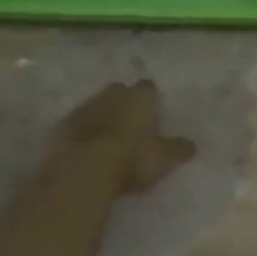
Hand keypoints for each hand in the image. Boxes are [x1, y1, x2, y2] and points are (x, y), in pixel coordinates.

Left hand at [48, 80, 196, 194]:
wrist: (83, 167)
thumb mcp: (163, 158)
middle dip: (125, 102)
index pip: (149, 88)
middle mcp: (114, 93)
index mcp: (140, 96)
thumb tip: (192, 146)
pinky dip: (83, 131)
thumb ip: (178, 149)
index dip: (151, 100)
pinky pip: (78, 123)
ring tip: (108, 138)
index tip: (153, 113)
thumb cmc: (132, 157)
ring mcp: (86, 106)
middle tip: (131, 123)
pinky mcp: (64, 123)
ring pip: (98, 105)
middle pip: (121, 92)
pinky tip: (86, 148)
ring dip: (103, 116)